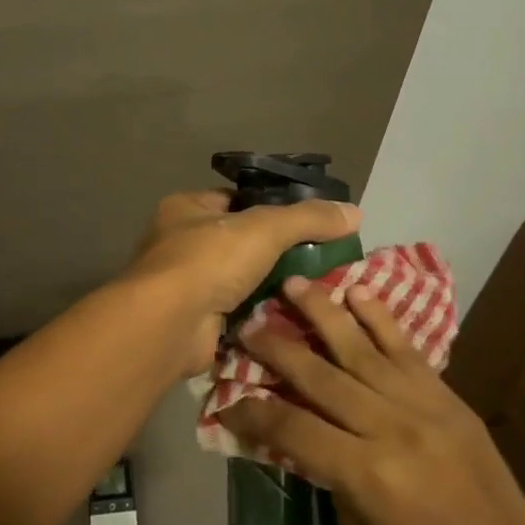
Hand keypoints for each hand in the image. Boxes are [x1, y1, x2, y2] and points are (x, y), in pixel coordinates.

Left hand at [124, 191, 360, 375]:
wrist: (169, 325)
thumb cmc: (208, 260)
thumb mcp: (265, 228)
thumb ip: (309, 218)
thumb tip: (355, 212)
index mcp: (187, 207)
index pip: (236, 199)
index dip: (272, 207)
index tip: (311, 221)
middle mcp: (181, 241)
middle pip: (240, 241)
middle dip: (277, 252)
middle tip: (323, 259)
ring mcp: (186, 283)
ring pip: (241, 278)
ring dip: (272, 285)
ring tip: (318, 289)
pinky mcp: (196, 319)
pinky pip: (238, 311)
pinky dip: (261, 314)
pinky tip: (295, 316)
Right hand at [222, 279, 524, 524]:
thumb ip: (326, 474)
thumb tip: (296, 432)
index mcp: (365, 474)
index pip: (292, 428)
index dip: (252, 411)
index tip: (226, 396)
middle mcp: (389, 428)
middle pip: (319, 376)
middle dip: (276, 348)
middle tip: (247, 324)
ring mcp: (422, 405)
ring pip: (360, 348)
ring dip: (322, 312)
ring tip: (293, 283)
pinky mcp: (446, 396)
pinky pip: (406, 348)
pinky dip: (379, 317)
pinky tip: (356, 291)